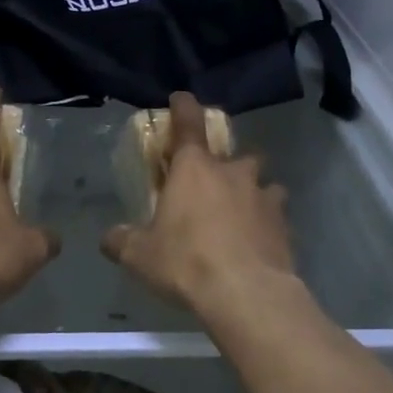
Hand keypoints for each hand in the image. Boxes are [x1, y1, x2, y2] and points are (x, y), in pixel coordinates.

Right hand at [101, 92, 295, 312]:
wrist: (247, 294)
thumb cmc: (186, 262)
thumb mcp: (140, 255)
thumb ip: (122, 241)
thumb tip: (108, 238)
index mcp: (194, 169)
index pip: (188, 123)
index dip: (184, 106)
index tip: (181, 98)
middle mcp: (232, 173)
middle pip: (236, 153)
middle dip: (228, 163)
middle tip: (217, 182)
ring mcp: (264, 196)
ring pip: (264, 182)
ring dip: (254, 191)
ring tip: (244, 213)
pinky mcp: (284, 224)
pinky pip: (276, 215)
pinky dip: (268, 223)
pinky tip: (260, 243)